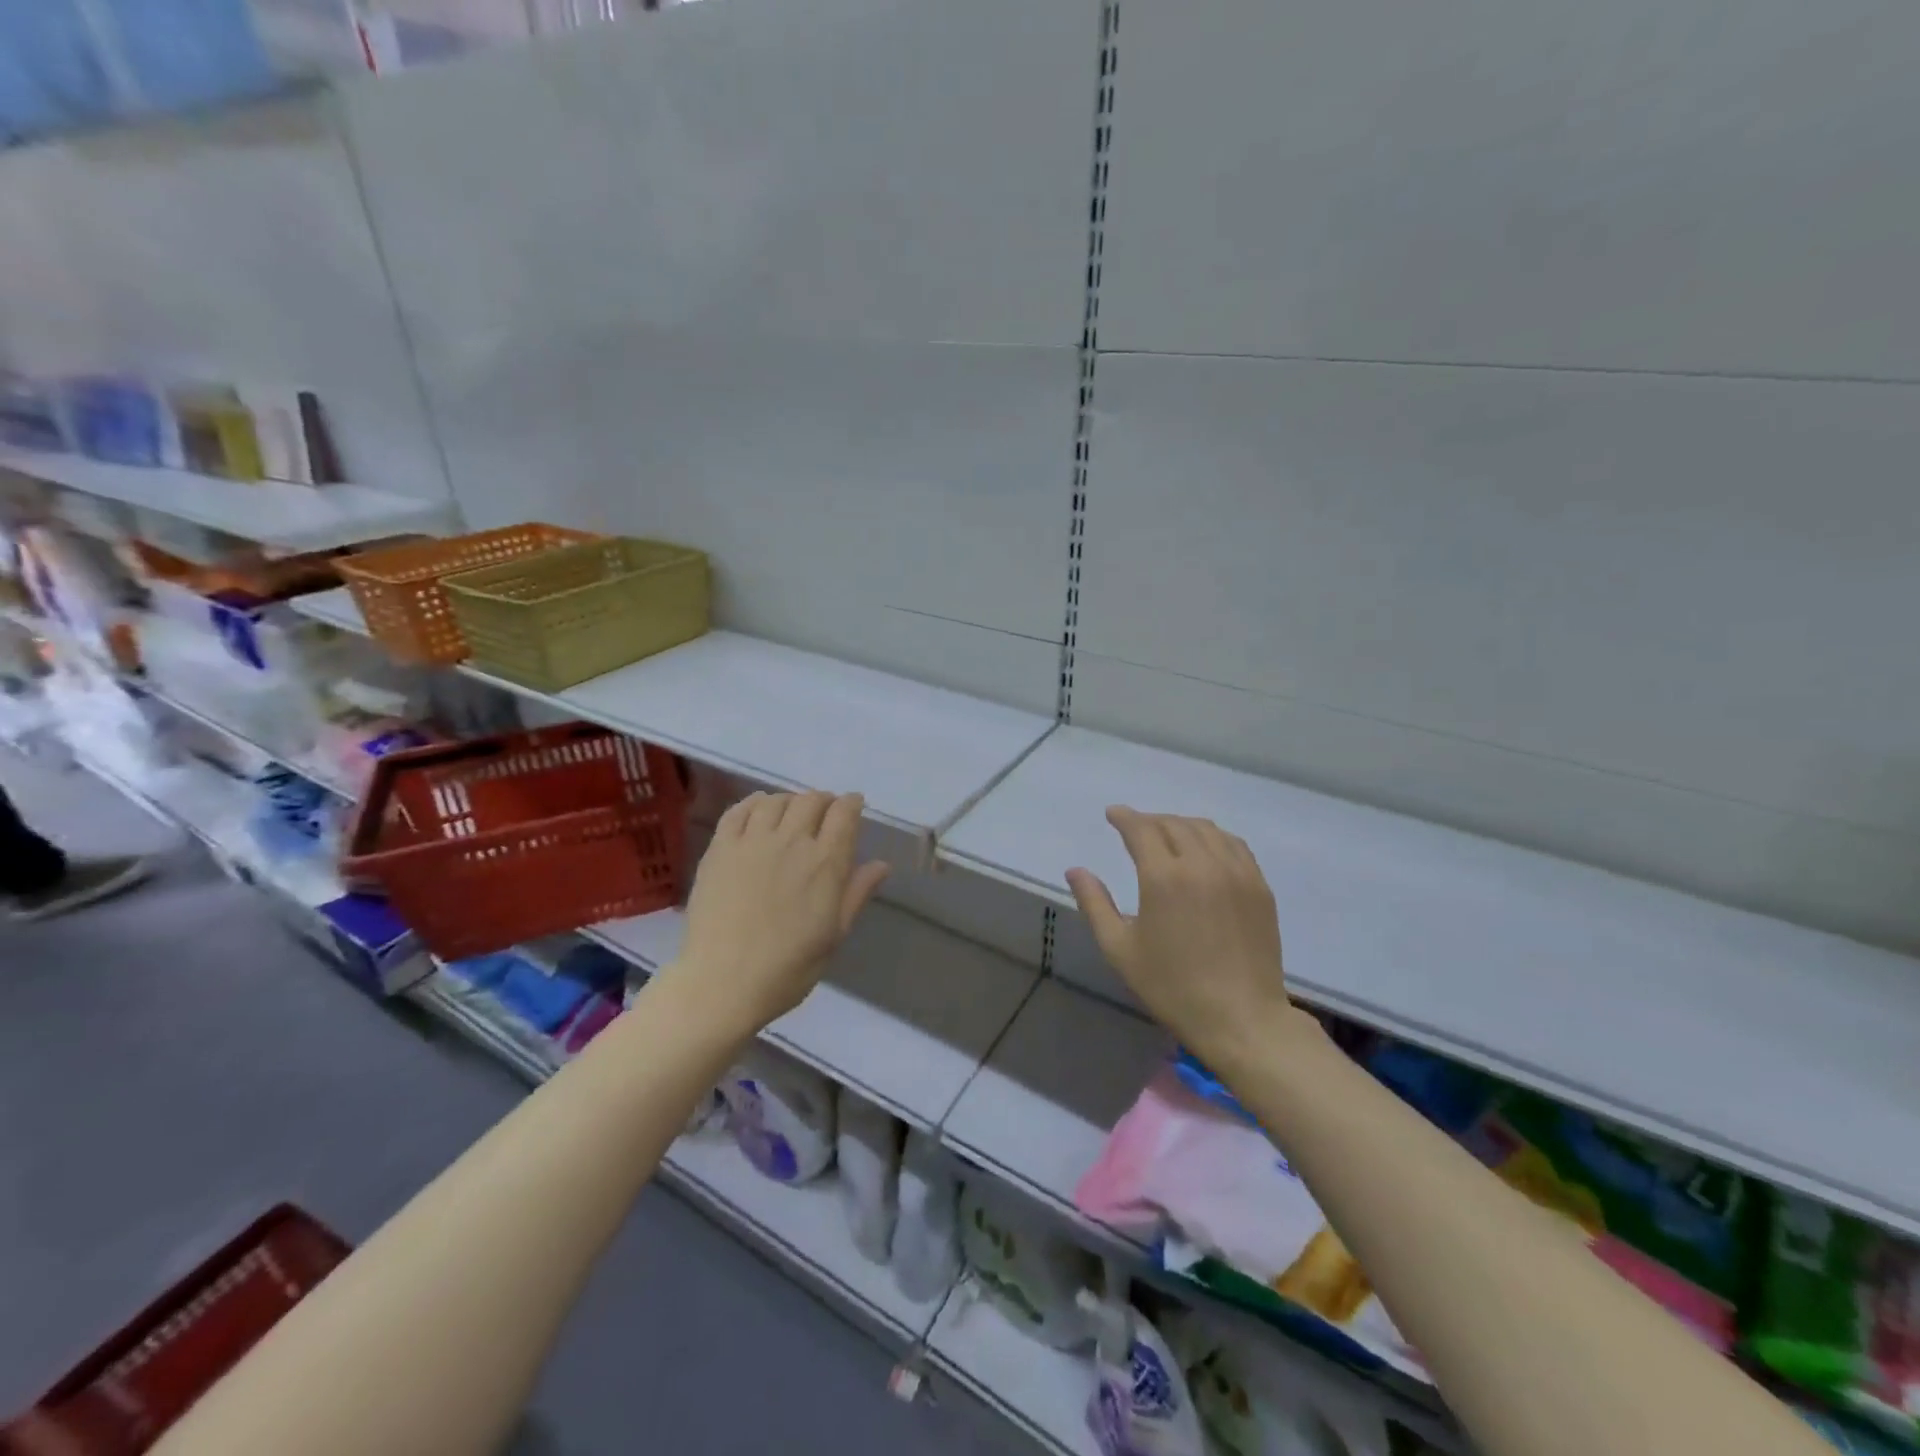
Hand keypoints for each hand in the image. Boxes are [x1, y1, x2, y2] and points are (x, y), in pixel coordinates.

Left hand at [668, 790, 890, 1036]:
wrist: (722, 983)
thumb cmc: (787, 968)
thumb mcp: (834, 935)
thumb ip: (856, 894)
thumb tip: (882, 864)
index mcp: (825, 863)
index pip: (844, 813)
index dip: (852, 803)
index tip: (854, 806)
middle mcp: (791, 841)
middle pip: (811, 800)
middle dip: (823, 801)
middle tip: (824, 814)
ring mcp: (752, 842)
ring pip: (776, 801)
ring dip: (790, 801)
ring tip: (791, 814)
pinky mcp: (720, 848)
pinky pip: (738, 810)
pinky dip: (754, 803)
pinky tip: (758, 811)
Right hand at [1066, 807, 1299, 1065]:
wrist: (1241, 1018)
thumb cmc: (1172, 987)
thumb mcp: (1120, 949)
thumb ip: (1095, 904)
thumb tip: (1075, 870)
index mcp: (1164, 878)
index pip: (1141, 829)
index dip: (1124, 817)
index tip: (1113, 814)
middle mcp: (1202, 864)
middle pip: (1173, 824)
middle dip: (1150, 820)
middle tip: (1135, 827)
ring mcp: (1236, 873)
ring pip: (1206, 829)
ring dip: (1181, 824)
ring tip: (1167, 834)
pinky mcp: (1259, 886)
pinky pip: (1234, 845)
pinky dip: (1213, 837)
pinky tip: (1205, 849)